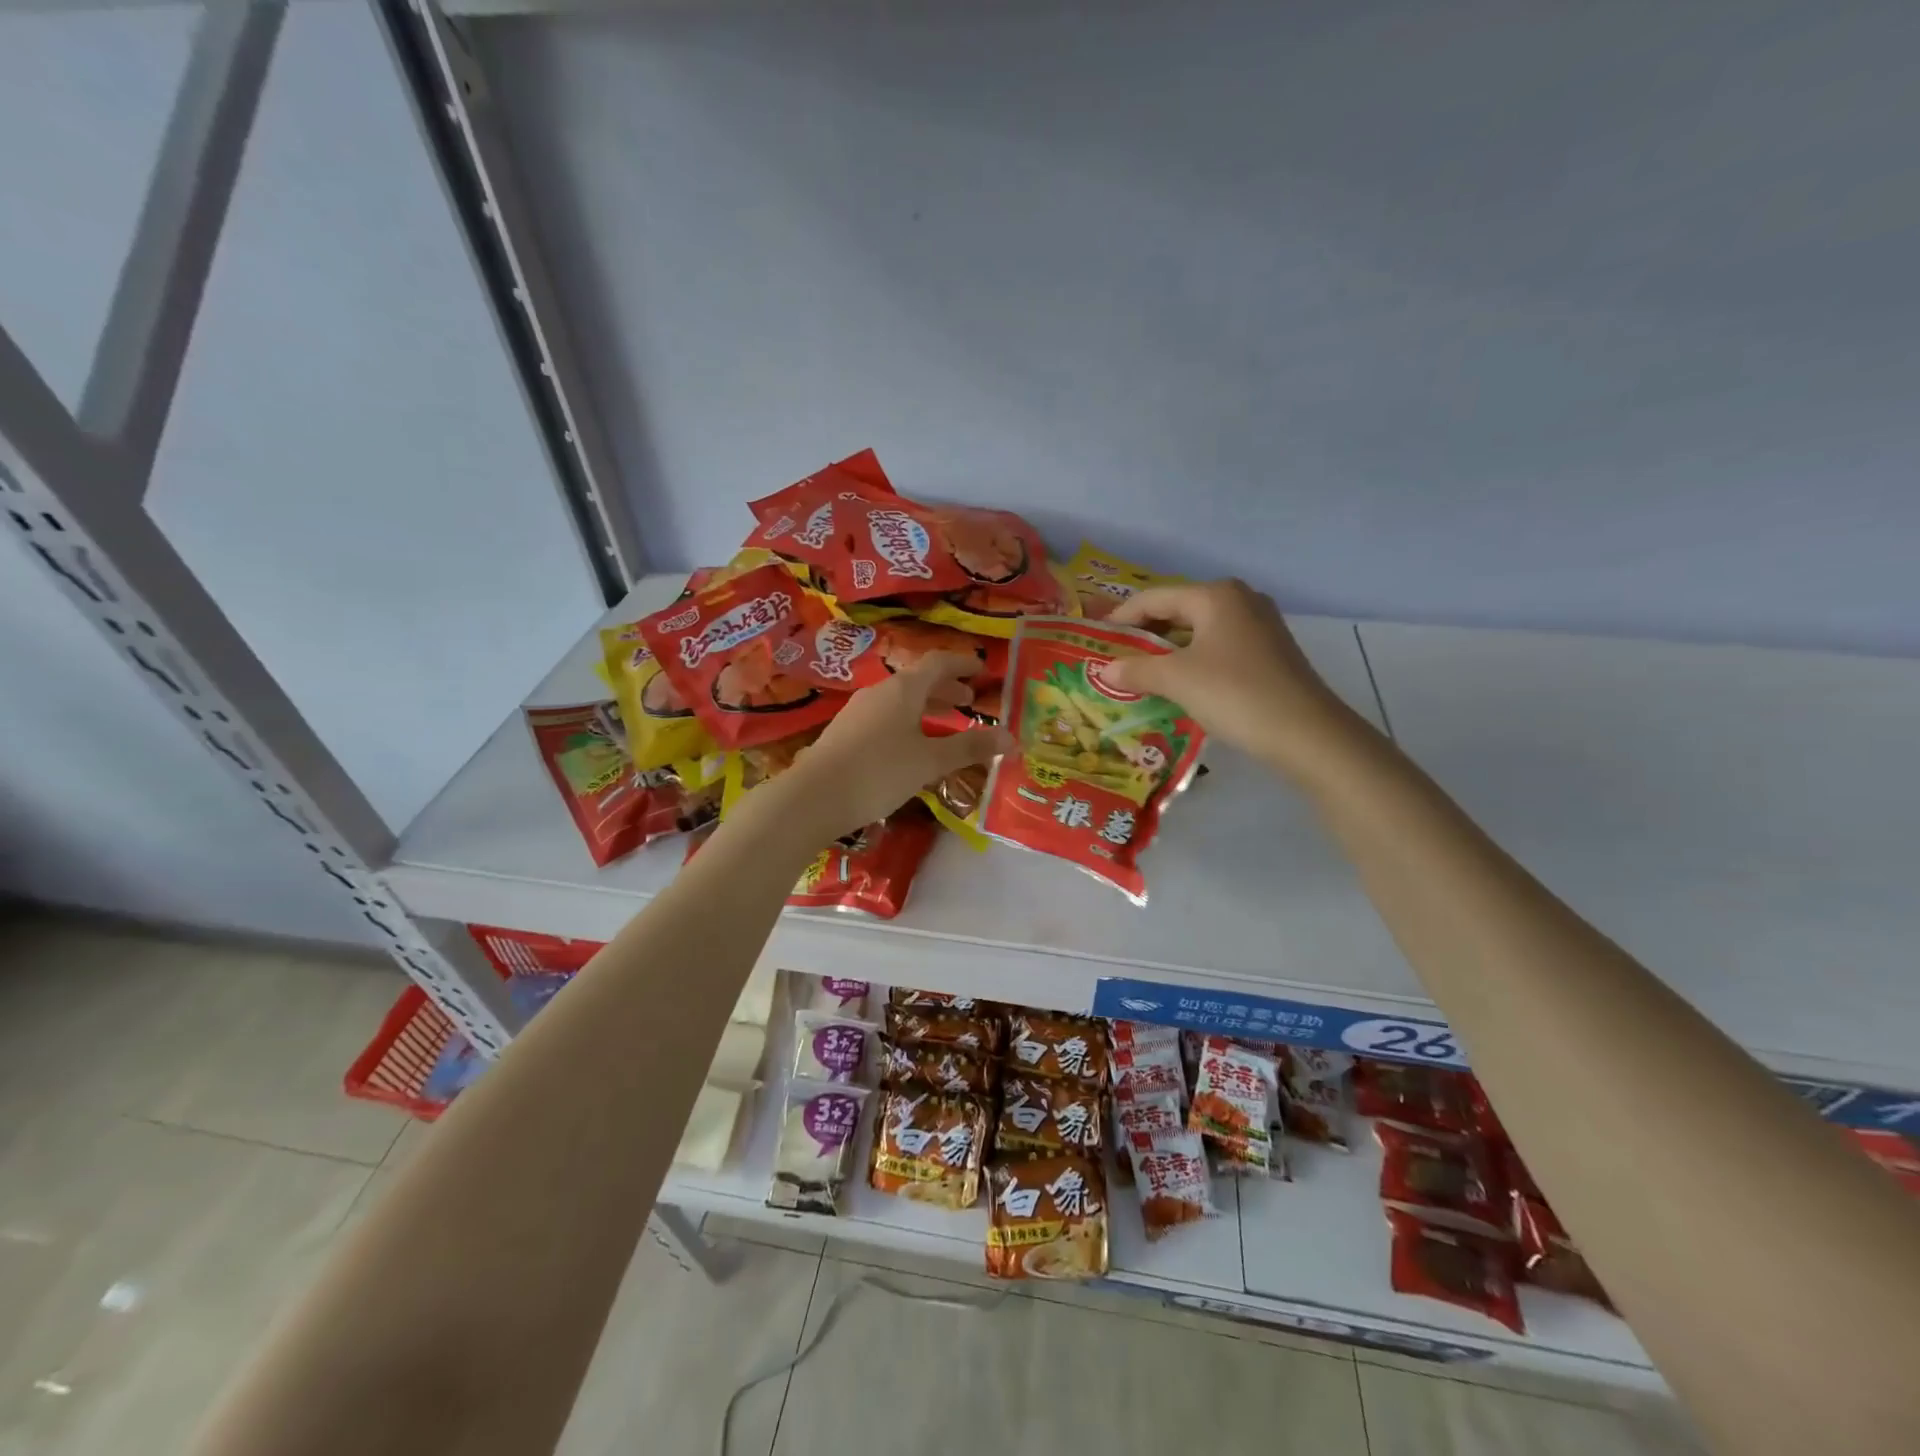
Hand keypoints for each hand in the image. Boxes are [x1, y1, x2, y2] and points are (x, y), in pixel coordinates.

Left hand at [780, 653, 1012, 841]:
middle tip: (968, 701)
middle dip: (946, 689)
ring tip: (944, 725)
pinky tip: (910, 748)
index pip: (938, 663)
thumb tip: (1011, 739)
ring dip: (926, 708)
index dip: (963, 664)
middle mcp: (879, 692)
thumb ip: (969, 748)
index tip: (982, 669)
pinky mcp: (845, 733)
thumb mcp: (929, 761)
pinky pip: (885, 717)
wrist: (813, 797)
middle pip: (918, 681)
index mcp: (903, 689)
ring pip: (900, 701)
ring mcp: (858, 712)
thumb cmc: (878, 772)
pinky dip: (907, 722)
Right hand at [1104, 580, 1363, 781]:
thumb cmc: (1235, 694)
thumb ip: (1136, 670)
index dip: (1121, 618)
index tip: (1096, 639)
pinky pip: (1218, 647)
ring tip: (1142, 674)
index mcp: (1215, 595)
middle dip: (1145, 634)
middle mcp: (1240, 600)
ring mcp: (1260, 626)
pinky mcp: (1270, 652)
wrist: (1306, 734)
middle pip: (1178, 610)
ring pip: (1199, 631)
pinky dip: (1193, 661)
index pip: (1154, 598)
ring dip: (1168, 650)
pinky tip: (1181, 684)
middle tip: (1116, 658)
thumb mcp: (1177, 681)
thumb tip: (1105, 669)